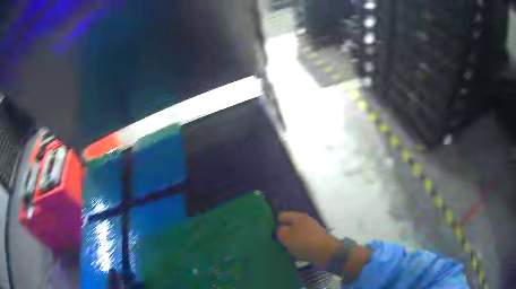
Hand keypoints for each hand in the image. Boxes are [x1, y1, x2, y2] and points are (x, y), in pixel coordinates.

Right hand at [276, 211, 337, 267]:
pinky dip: (300, 246)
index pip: (282, 215)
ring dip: (292, 241)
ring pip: (297, 234)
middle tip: (278, 242)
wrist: (326, 252)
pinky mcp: (317, 240)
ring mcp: (313, 230)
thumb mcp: (286, 236)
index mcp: (298, 217)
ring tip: (287, 248)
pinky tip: (297, 252)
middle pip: (291, 225)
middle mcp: (306, 221)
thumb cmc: (304, 242)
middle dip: (284, 233)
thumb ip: (280, 231)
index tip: (270, 233)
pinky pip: (304, 241)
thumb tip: (280, 230)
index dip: (275, 223)